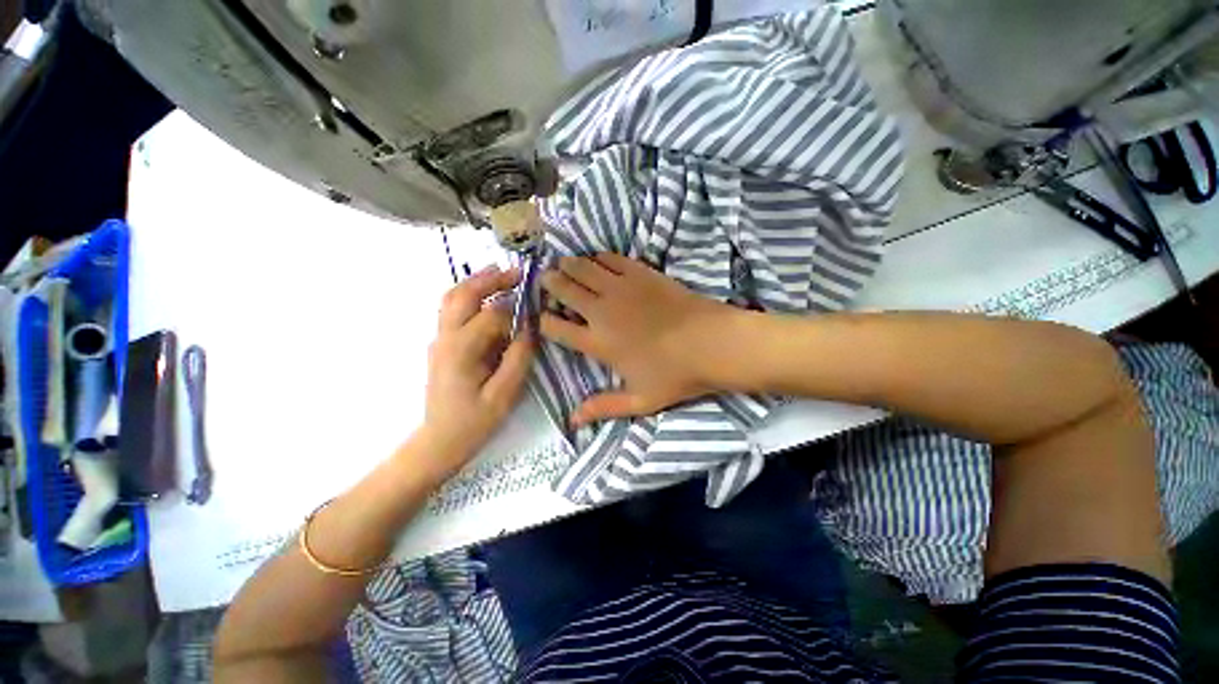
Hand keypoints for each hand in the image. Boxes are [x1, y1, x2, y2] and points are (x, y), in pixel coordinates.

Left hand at [417, 267, 534, 478]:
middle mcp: (445, 337)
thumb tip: (529, 328)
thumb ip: (518, 358)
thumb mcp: (504, 394)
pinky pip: (452, 310)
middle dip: (490, 279)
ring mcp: (439, 339)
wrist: (440, 440)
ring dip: (476, 282)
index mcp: (461, 350)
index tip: (536, 303)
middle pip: (462, 295)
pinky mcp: (441, 344)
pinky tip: (487, 296)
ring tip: (501, 274)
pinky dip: (469, 295)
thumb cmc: (474, 421)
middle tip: (517, 272)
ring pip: (452, 298)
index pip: (491, 315)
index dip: (516, 307)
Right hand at [540, 253, 733, 426]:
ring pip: (583, 268)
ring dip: (569, 265)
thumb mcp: (640, 400)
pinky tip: (595, 259)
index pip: (556, 327)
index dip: (544, 320)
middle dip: (549, 283)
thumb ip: (604, 408)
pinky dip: (598, 257)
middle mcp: (602, 311)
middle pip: (565, 290)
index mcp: (598, 343)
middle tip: (544, 278)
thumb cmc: (676, 375)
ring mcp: (621, 288)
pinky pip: (610, 258)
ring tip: (563, 264)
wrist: (713, 343)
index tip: (542, 317)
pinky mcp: (641, 273)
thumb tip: (572, 422)